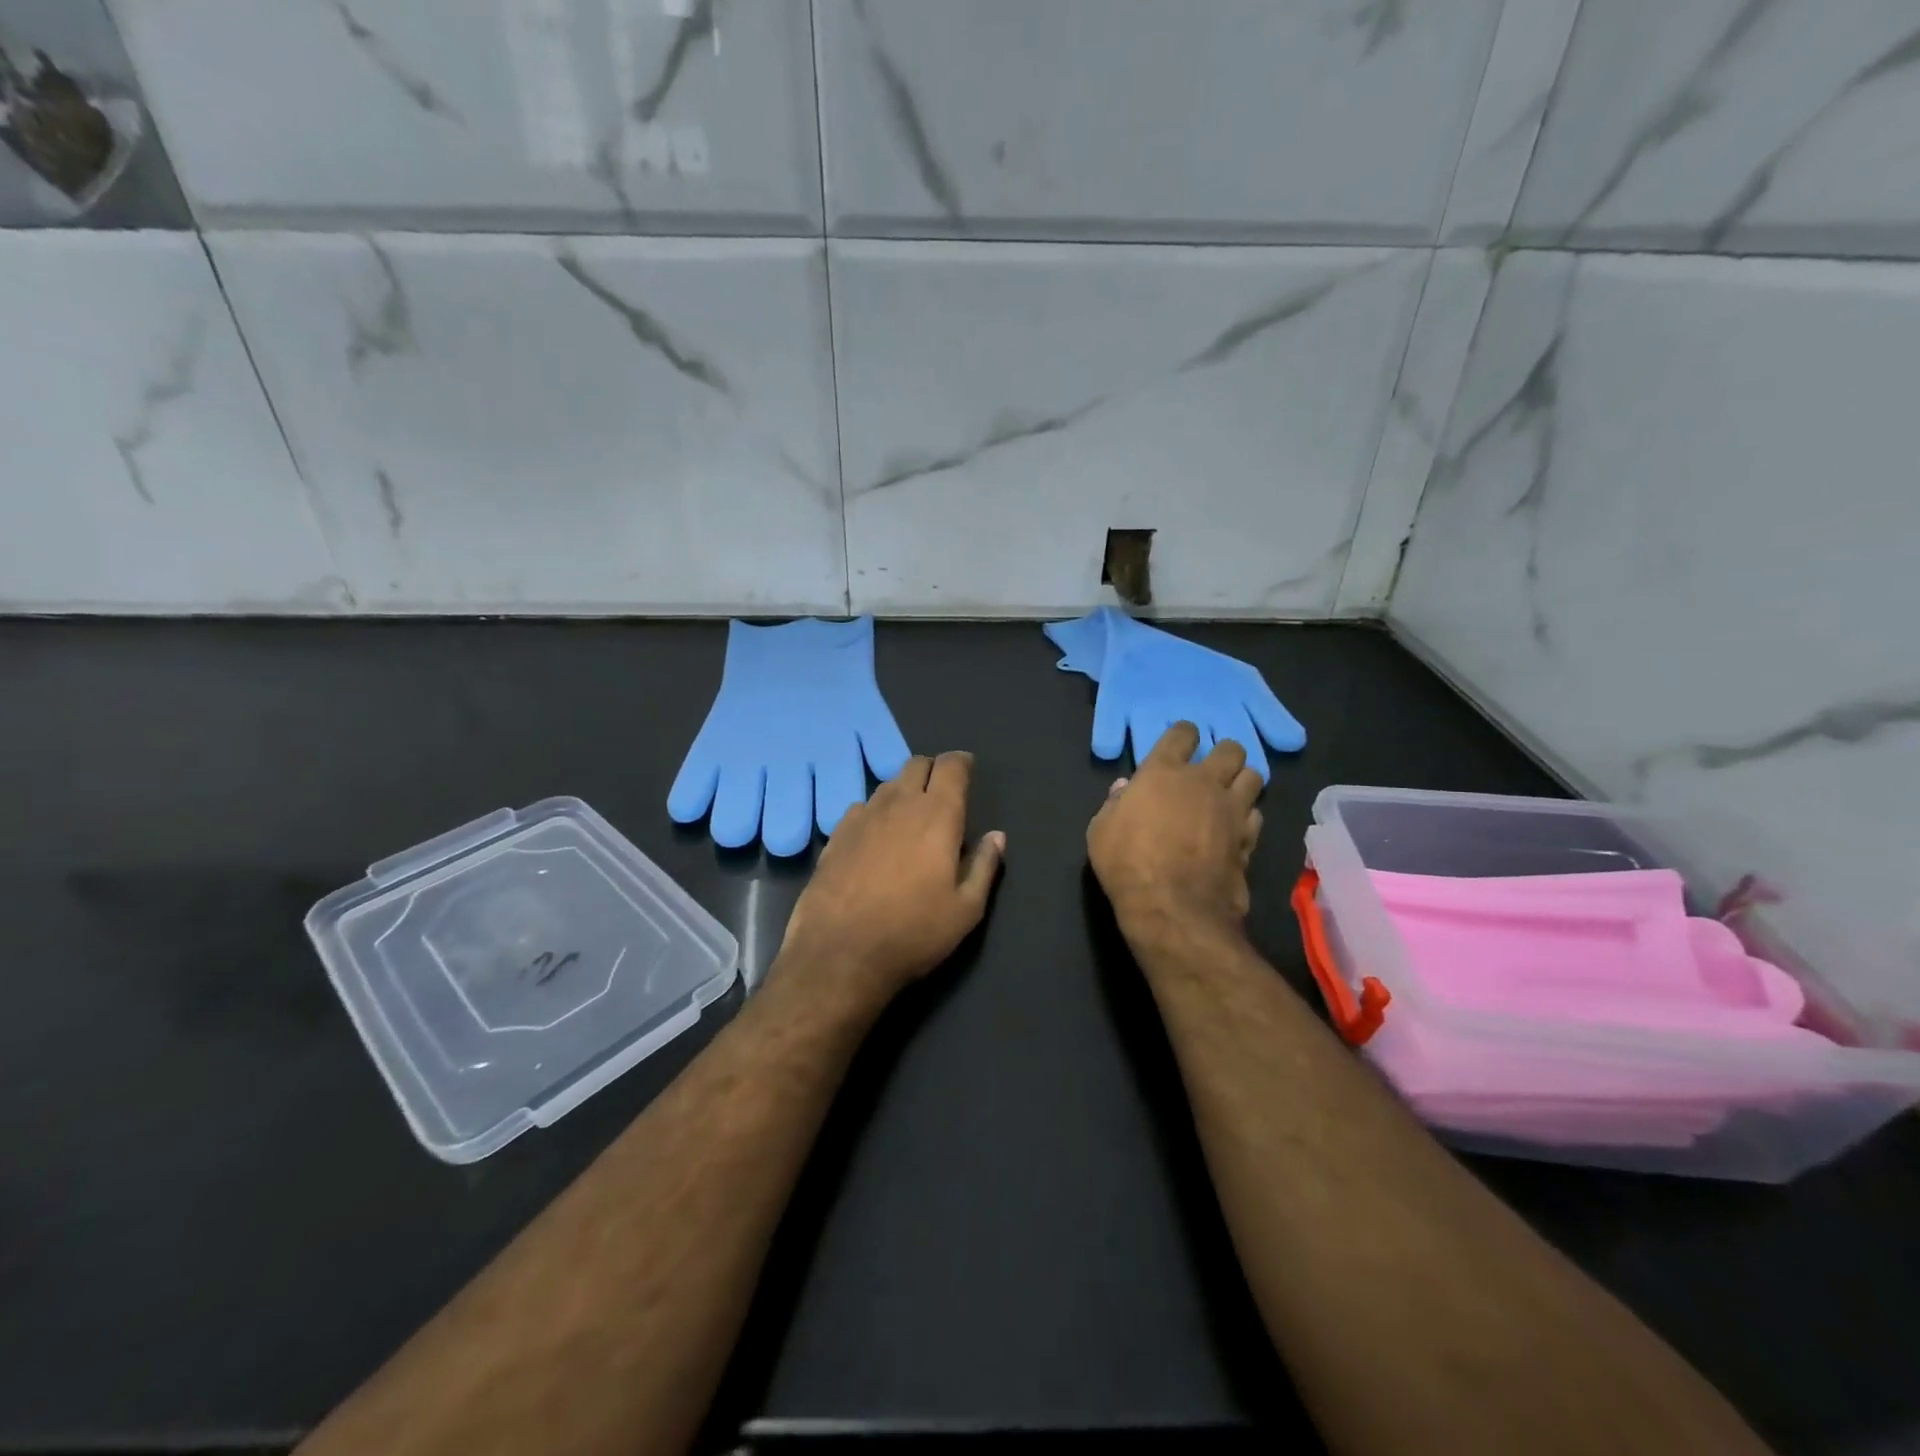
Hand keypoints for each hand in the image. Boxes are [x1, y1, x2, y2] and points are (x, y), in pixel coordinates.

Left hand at [774, 751, 1005, 1007]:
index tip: (968, 771)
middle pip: (917, 765)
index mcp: (938, 815)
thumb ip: (984, 866)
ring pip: (888, 784)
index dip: (962, 762)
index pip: (952, 766)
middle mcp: (899, 804)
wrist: (839, 954)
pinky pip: (861, 807)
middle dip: (933, 770)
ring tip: (911, 817)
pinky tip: (876, 837)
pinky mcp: (836, 834)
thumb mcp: (966, 910)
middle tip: (942, 793)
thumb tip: (997, 837)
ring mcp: (863, 816)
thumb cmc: (913, 933)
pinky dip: (876, 812)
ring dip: (904, 791)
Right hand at [1087, 722, 1262, 939]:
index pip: (1182, 734)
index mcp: (1163, 772)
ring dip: (1242, 781)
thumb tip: (1124, 789)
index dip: (1183, 735)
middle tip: (1211, 769)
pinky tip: (1235, 828)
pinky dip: (1247, 817)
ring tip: (1230, 794)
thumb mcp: (1101, 831)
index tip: (1179, 743)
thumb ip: (1115, 804)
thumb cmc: (1126, 863)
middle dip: (1223, 754)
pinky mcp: (1248, 839)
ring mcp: (1232, 810)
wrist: (1173, 907)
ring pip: (1254, 777)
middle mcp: (1204, 782)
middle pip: (1230, 749)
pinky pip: (1256, 815)